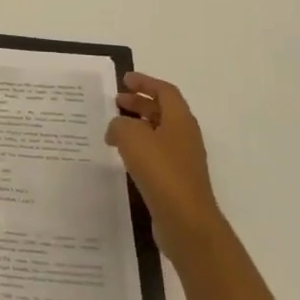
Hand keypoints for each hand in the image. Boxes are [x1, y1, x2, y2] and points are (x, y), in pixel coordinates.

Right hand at [106, 72, 226, 252]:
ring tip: (114, 128)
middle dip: (140, 103)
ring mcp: (182, 159)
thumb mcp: (132, 138)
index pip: (165, 91)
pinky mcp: (176, 179)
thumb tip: (117, 128)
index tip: (125, 80)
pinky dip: (139, 147)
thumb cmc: (161, 171)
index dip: (145, 83)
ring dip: (138, 125)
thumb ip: (120, 124)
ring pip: (158, 133)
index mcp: (180, 120)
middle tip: (116, 101)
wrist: (185, 219)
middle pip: (163, 111)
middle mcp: (185, 136)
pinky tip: (123, 155)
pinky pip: (156, 153)